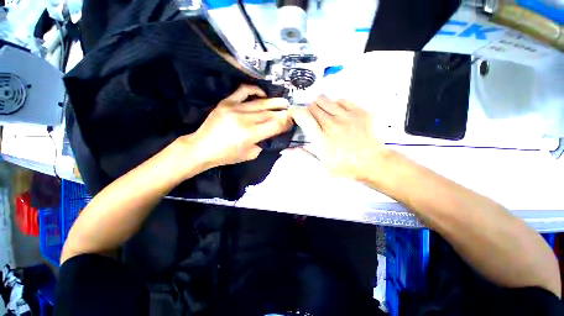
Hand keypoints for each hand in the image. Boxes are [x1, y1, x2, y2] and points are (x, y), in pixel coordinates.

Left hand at [187, 85, 292, 169]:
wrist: (202, 147)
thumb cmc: (227, 155)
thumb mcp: (250, 155)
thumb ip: (263, 142)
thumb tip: (271, 132)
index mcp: (250, 134)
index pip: (274, 125)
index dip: (285, 122)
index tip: (292, 121)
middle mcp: (245, 119)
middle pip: (269, 114)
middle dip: (283, 112)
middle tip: (292, 110)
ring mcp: (235, 108)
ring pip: (260, 103)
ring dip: (274, 102)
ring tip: (284, 101)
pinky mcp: (226, 102)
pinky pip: (243, 91)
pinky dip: (254, 90)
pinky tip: (262, 93)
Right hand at [290, 95, 390, 181]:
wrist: (374, 163)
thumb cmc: (345, 168)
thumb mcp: (320, 167)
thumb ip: (303, 156)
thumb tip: (287, 150)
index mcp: (321, 138)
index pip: (303, 116)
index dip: (294, 111)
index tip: (293, 114)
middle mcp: (332, 123)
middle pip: (312, 106)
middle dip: (308, 111)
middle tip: (311, 120)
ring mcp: (347, 115)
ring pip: (324, 99)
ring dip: (320, 106)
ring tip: (324, 115)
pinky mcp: (360, 111)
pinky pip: (341, 99)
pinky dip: (335, 105)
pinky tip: (339, 114)